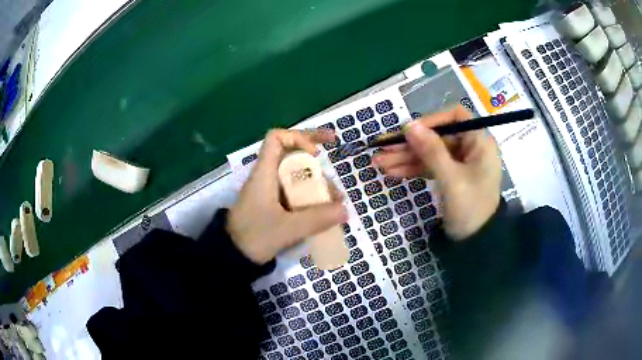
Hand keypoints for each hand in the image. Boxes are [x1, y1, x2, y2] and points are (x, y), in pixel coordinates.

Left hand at [227, 129, 347, 263]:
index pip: (277, 138)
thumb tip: (345, 210)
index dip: (299, 137)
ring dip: (318, 186)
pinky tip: (325, 212)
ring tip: (336, 204)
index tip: (317, 153)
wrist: (233, 256)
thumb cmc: (254, 236)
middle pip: (293, 157)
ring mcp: (271, 192)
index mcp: (265, 173)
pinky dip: (311, 199)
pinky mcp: (274, 205)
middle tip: (335, 174)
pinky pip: (295, 194)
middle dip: (318, 165)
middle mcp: (268, 177)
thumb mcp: (287, 228)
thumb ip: (317, 219)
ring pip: (297, 178)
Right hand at [373, 106, 500, 239]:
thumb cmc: (470, 209)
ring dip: (406, 157)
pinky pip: (430, 166)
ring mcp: (460, 162)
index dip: (432, 120)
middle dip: (411, 145)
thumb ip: (431, 150)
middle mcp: (470, 148)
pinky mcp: (451, 175)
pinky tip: (392, 172)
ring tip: (380, 163)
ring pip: (431, 152)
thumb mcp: (451, 179)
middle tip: (382, 150)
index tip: (409, 131)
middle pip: (437, 137)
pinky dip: (413, 169)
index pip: (455, 117)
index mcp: (479, 143)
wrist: (476, 243)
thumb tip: (409, 125)